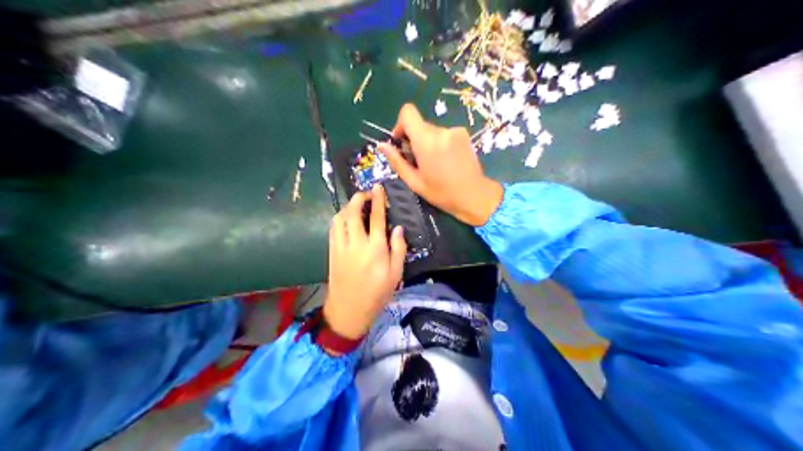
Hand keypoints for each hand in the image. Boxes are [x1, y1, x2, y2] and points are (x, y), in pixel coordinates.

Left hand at [323, 185, 408, 342]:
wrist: (349, 310)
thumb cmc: (377, 294)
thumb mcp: (396, 274)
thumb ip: (398, 249)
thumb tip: (398, 228)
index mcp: (375, 249)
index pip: (376, 217)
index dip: (377, 200)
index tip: (378, 188)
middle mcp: (356, 243)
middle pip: (353, 212)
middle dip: (359, 198)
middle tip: (366, 194)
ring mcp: (341, 246)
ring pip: (340, 218)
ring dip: (347, 206)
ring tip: (356, 204)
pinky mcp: (332, 251)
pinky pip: (333, 228)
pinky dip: (339, 218)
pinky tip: (345, 219)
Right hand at [376, 103, 499, 226]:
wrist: (475, 196)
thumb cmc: (442, 193)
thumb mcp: (414, 181)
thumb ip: (397, 161)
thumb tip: (381, 145)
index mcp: (426, 141)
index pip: (408, 112)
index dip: (400, 124)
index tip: (401, 142)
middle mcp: (441, 131)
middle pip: (420, 124)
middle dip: (414, 139)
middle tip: (417, 161)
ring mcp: (455, 131)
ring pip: (432, 131)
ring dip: (428, 143)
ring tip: (434, 164)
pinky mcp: (464, 134)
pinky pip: (444, 134)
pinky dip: (440, 144)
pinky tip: (446, 161)